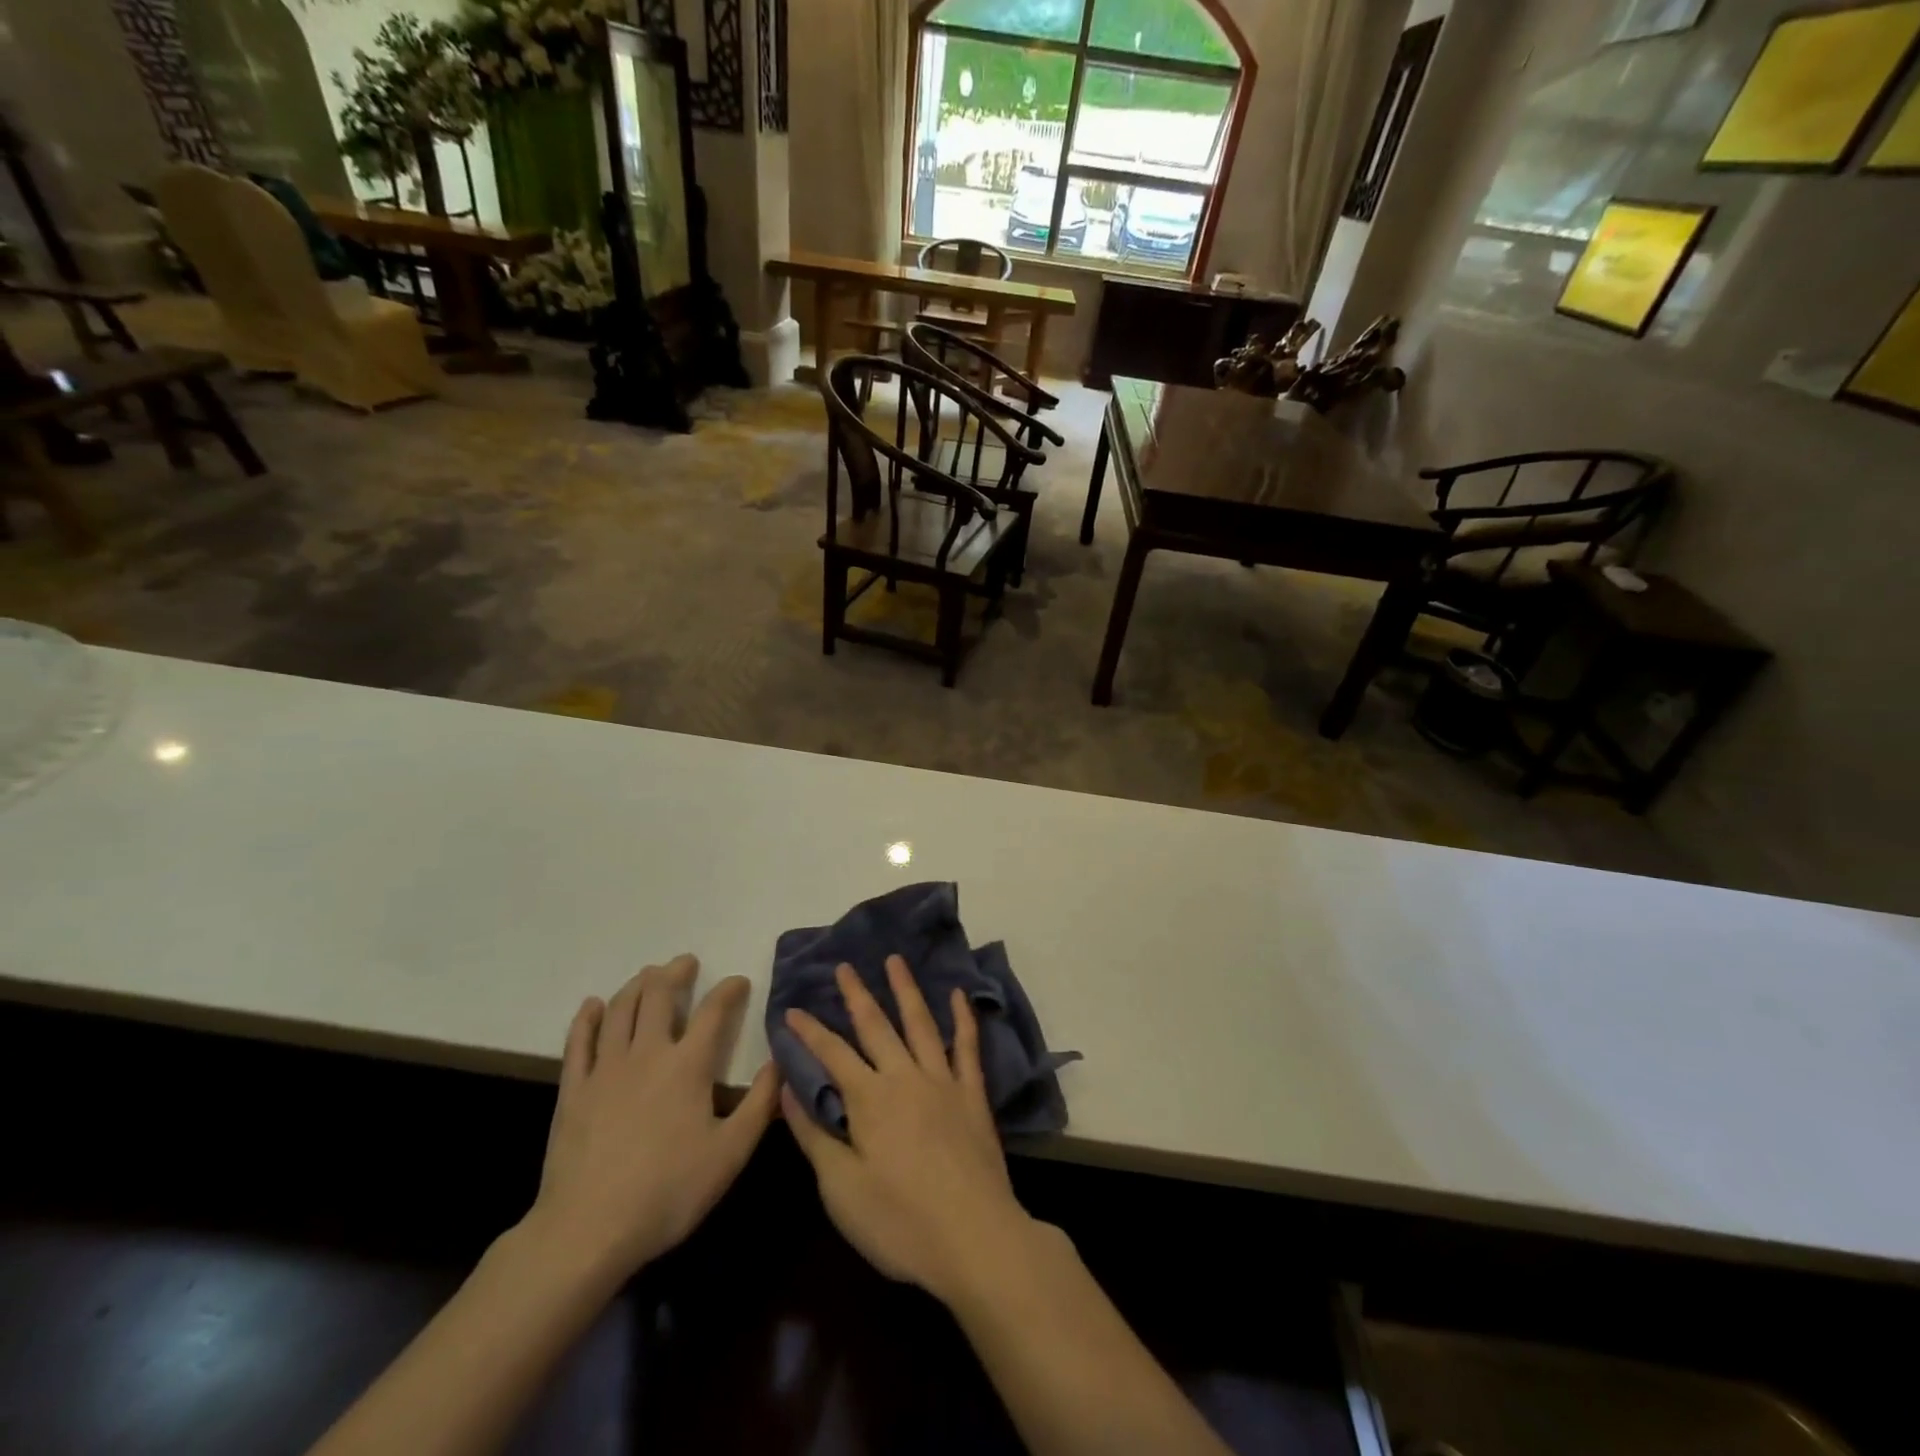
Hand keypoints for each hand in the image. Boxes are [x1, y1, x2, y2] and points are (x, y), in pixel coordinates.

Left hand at [524, 955, 778, 1284]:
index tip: (739, 981)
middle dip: (675, 973)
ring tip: (648, 975)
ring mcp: (605, 1069)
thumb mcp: (731, 1153)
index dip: (729, 990)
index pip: (714, 1011)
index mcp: (688, 1065)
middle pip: (659, 996)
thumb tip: (780, 1062)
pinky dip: (588, 1018)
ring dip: (637, 985)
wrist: (587, 1231)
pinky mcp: (573, 1090)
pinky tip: (593, 1005)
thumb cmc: (668, 1192)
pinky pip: (578, 1042)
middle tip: (685, 963)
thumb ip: (760, 1103)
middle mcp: (647, 1053)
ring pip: (620, 1010)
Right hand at [781, 955, 1037, 1305]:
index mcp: (869, 1099)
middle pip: (876, 1026)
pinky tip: (958, 996)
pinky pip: (967, 1047)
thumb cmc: (900, 1222)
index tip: (791, 1009)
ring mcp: (943, 1081)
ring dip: (905, 990)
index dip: (809, 1031)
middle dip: (857, 995)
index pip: (832, 1054)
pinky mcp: (973, 1095)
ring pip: (920, 1023)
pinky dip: (963, 1018)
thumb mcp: (841, 1189)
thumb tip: (788, 1091)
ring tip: (894, 960)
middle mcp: (905, 1077)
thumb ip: (814, 1135)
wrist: (975, 1238)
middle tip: (845, 966)